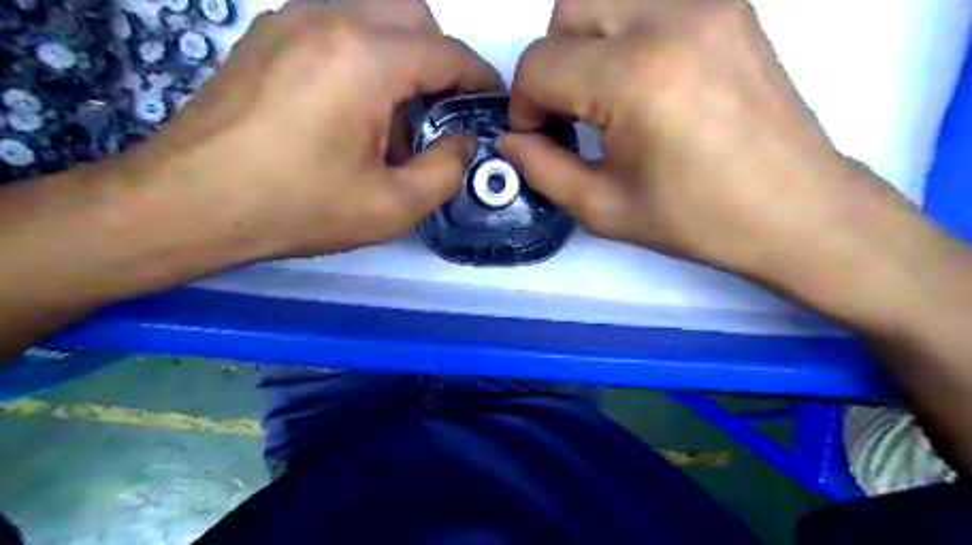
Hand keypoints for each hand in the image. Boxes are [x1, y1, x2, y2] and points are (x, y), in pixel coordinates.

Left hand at [128, 0, 500, 256]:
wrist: (190, 203)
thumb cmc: (298, 208)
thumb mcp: (393, 207)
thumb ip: (447, 170)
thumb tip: (463, 141)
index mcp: (365, 60)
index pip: (447, 52)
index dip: (479, 77)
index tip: (491, 103)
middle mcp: (329, 20)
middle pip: (413, 15)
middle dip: (440, 60)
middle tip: (439, 114)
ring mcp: (290, 20)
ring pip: (374, 15)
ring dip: (401, 57)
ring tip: (392, 118)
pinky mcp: (267, 35)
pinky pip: (337, 27)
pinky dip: (364, 56)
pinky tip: (352, 109)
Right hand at [498, 1, 916, 282]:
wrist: (794, 209)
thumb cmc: (695, 219)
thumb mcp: (602, 208)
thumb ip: (541, 169)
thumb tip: (510, 140)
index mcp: (634, 78)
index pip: (540, 63)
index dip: (524, 104)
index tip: (539, 137)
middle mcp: (669, 19)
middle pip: (567, 10)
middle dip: (553, 65)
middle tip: (572, 114)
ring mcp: (706, 2)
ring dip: (587, 41)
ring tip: (606, 94)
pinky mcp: (729, 5)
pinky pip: (651, 0)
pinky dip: (627, 32)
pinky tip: (646, 79)